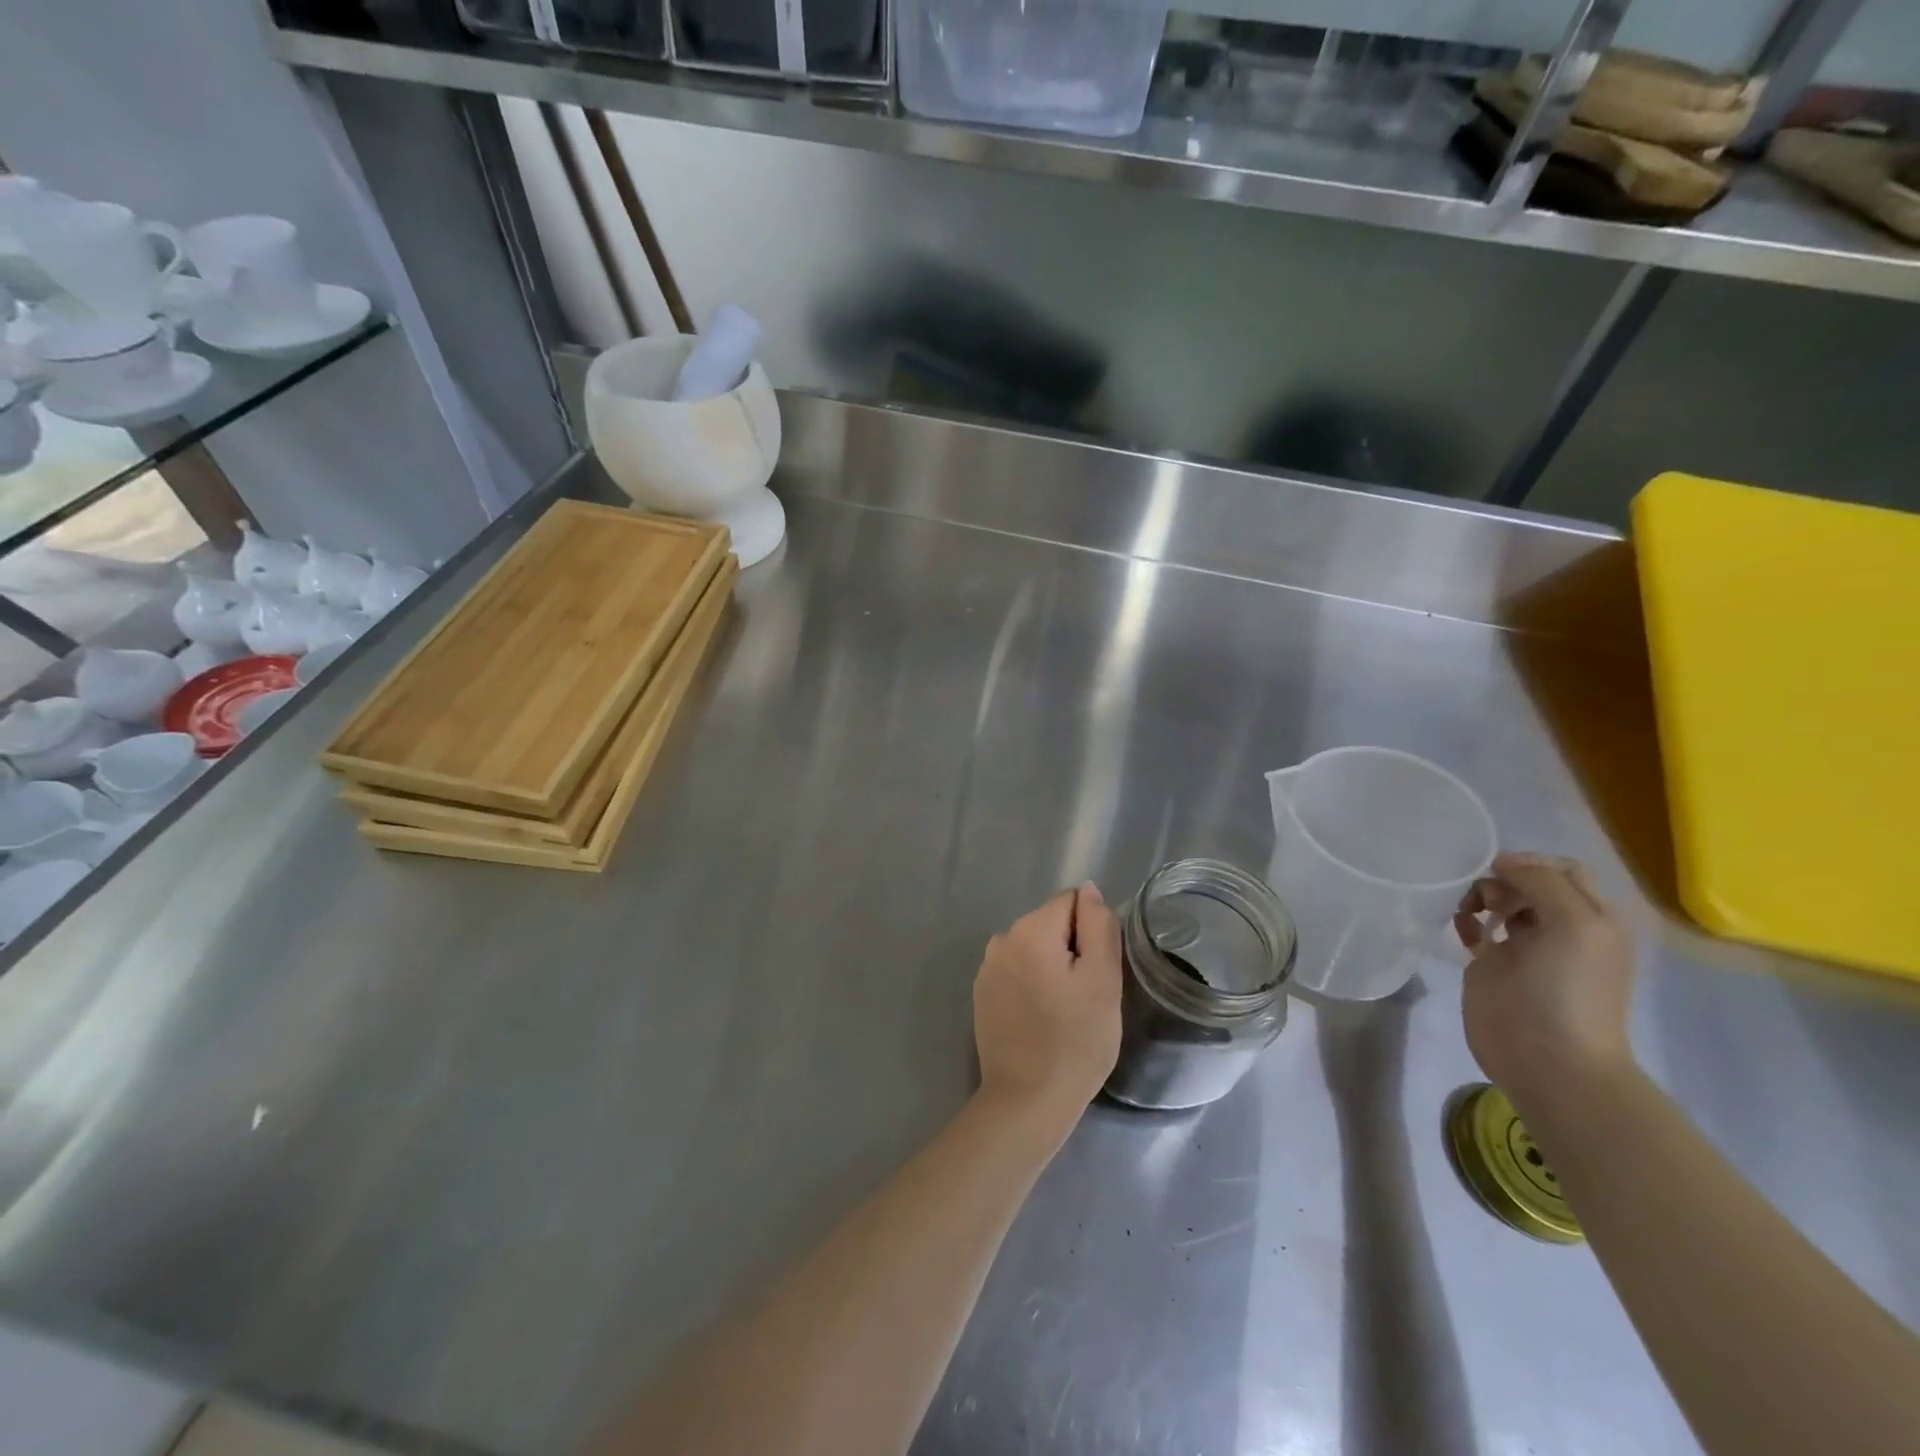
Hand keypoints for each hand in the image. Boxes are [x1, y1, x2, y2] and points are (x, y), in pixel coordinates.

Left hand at [973, 884, 1122, 1131]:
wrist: (1026, 1101)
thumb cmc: (1075, 1041)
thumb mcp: (1102, 980)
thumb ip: (1098, 926)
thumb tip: (1089, 890)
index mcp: (1030, 929)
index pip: (1072, 902)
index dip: (1092, 933)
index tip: (1097, 972)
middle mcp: (1002, 938)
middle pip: (1051, 924)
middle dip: (1072, 951)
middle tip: (1085, 998)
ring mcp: (987, 967)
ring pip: (1035, 950)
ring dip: (1053, 969)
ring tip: (1065, 1013)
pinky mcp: (982, 994)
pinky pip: (1017, 973)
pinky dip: (1033, 986)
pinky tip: (1041, 1021)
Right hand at [1455, 853, 1637, 1113]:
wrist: (1549, 1058)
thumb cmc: (1569, 990)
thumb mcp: (1576, 924)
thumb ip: (1542, 882)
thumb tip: (1503, 864)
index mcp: (1591, 917)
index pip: (1560, 869)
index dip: (1529, 863)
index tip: (1499, 873)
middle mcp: (1561, 927)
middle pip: (1526, 882)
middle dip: (1501, 880)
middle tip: (1487, 900)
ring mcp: (1526, 946)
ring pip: (1498, 901)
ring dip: (1480, 897)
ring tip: (1470, 914)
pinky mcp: (1493, 964)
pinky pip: (1476, 927)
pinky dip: (1466, 921)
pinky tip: (1464, 933)